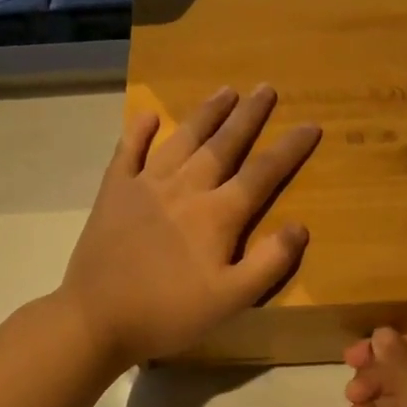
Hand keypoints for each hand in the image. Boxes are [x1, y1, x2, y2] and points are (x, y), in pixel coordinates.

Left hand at [60, 86, 320, 367]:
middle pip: (223, 144)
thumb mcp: (230, 301)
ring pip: (182, 139)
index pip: (262, 173)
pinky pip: (128, 152)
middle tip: (265, 88)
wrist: (95, 318)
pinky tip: (148, 115)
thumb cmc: (168, 313)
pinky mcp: (114, 191)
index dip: (289, 148)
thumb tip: (300, 227)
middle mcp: (185, 187)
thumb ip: (268, 263)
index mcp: (216, 214)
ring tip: (225, 90)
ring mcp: (146, 185)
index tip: (311, 124)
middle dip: (248, 115)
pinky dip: (139, 132)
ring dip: (206, 113)